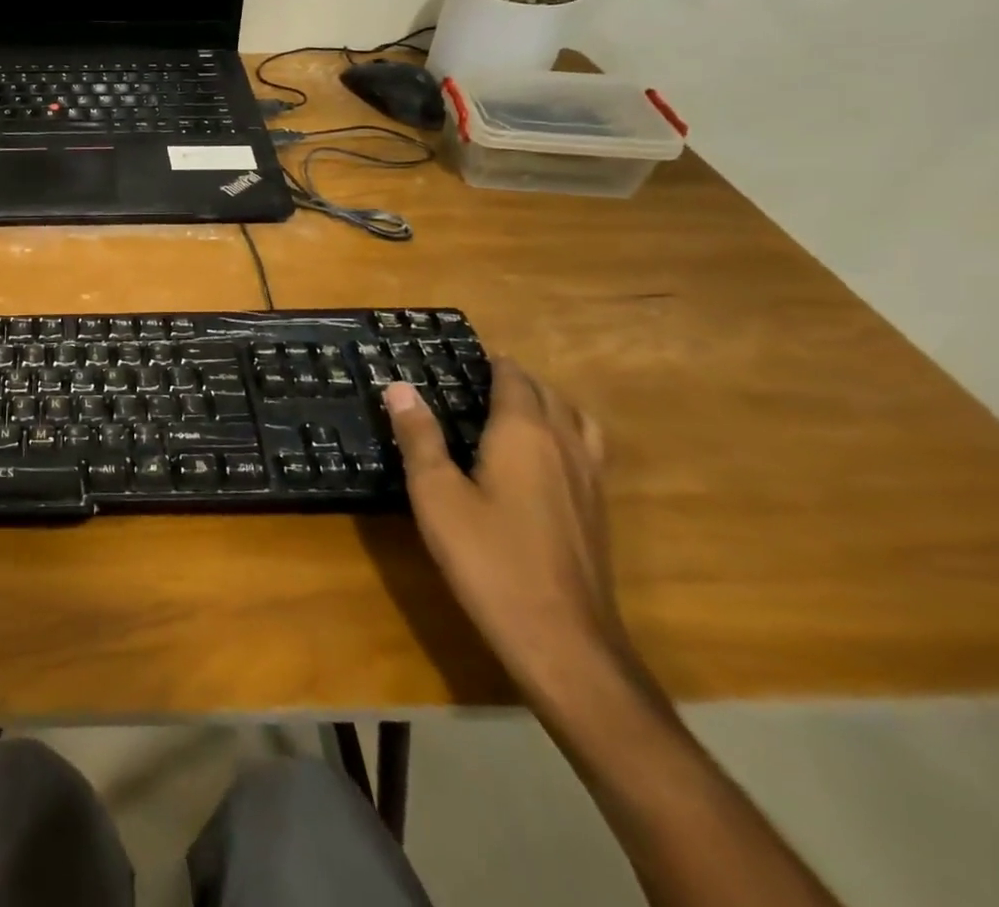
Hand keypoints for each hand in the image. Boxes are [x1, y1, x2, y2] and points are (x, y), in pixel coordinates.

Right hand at [385, 359, 636, 710]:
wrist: (562, 640)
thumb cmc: (488, 559)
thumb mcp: (436, 494)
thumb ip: (419, 437)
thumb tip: (399, 387)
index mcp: (524, 433)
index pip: (514, 379)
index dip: (492, 364)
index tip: (464, 358)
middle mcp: (565, 446)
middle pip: (548, 394)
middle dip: (517, 380)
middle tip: (477, 382)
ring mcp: (590, 480)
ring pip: (577, 421)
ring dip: (549, 405)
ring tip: (516, 412)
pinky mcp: (598, 512)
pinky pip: (587, 450)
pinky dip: (566, 435)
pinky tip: (541, 462)